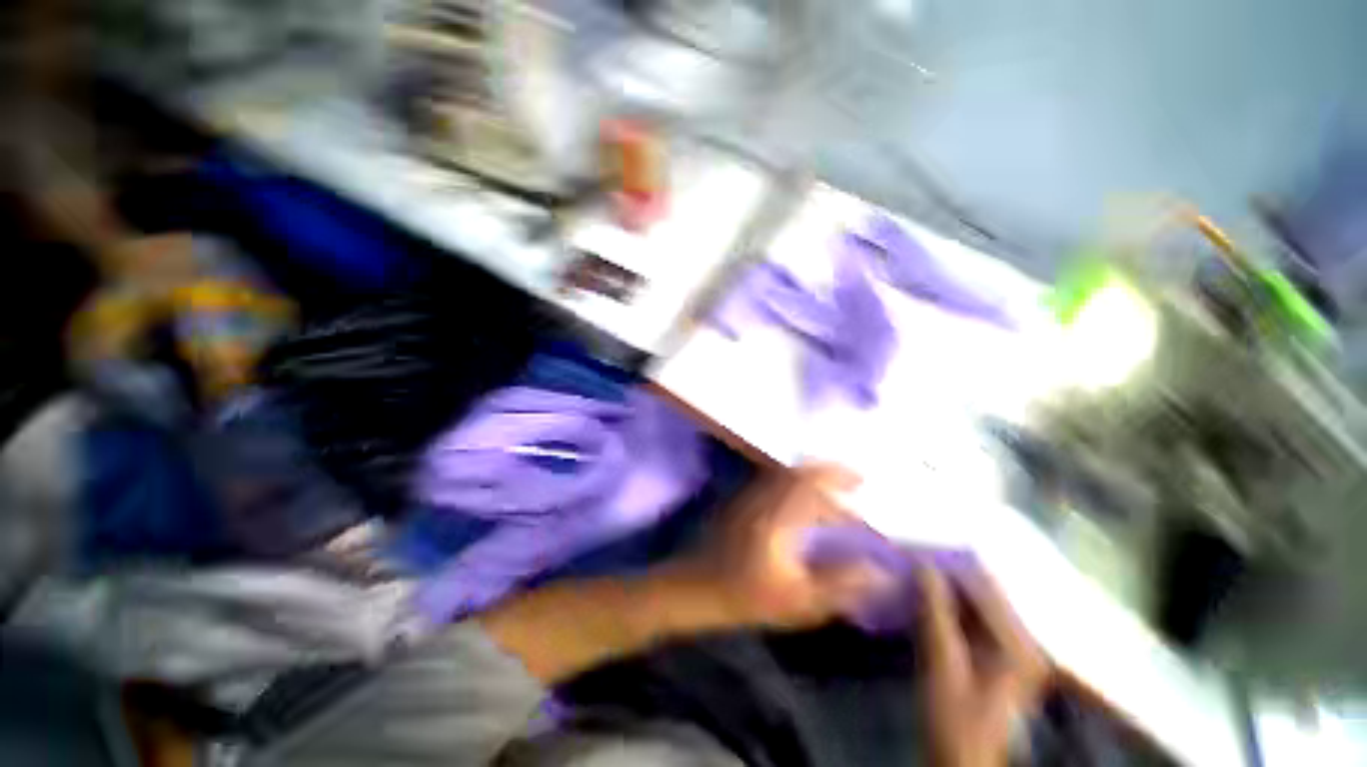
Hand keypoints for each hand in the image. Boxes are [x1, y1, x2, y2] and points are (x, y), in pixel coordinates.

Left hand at [677, 464, 882, 629]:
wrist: (696, 589)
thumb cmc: (747, 596)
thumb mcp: (799, 599)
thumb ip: (840, 584)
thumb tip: (879, 572)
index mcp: (778, 514)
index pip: (812, 484)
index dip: (838, 478)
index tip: (863, 481)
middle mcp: (763, 496)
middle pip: (798, 472)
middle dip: (827, 471)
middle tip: (854, 478)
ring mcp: (749, 496)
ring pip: (785, 475)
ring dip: (811, 476)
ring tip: (835, 489)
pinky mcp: (741, 502)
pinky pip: (774, 481)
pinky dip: (795, 483)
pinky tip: (804, 500)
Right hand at [917, 566, 1048, 766]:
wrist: (961, 758)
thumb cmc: (953, 718)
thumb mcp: (941, 664)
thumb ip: (935, 612)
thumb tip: (922, 564)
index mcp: (1019, 645)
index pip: (983, 587)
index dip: (947, 565)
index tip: (913, 550)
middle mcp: (1025, 639)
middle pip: (983, 590)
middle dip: (946, 572)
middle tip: (910, 557)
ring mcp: (1014, 645)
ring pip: (977, 599)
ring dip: (946, 585)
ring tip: (913, 570)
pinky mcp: (1000, 651)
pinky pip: (974, 613)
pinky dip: (949, 601)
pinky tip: (926, 594)